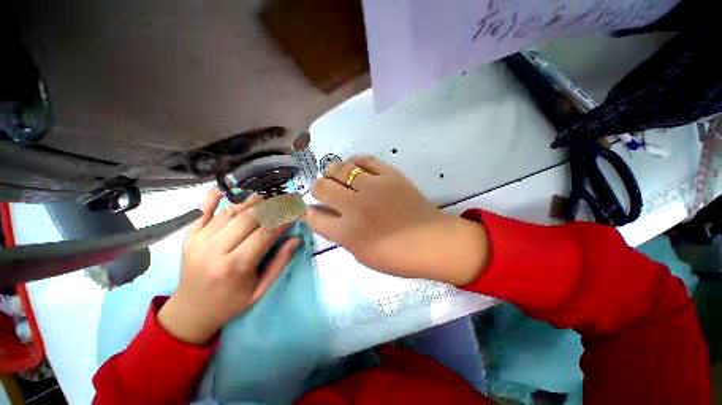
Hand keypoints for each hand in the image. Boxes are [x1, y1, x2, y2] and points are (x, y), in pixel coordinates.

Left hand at [158, 189, 299, 343]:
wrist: (191, 311)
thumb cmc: (230, 303)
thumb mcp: (261, 289)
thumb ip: (280, 262)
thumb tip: (296, 238)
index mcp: (235, 267)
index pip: (265, 234)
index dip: (283, 219)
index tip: (295, 211)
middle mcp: (215, 250)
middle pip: (247, 218)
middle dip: (270, 206)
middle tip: (284, 200)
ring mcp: (198, 241)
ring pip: (229, 212)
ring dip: (249, 202)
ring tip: (265, 198)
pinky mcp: (188, 237)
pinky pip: (201, 212)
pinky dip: (212, 197)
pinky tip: (223, 189)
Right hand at [307, 156, 488, 284]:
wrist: (432, 241)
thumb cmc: (397, 256)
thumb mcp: (362, 255)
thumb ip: (342, 235)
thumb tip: (329, 216)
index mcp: (347, 232)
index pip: (313, 216)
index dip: (309, 212)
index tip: (313, 210)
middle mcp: (354, 205)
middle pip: (321, 187)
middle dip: (318, 189)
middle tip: (325, 191)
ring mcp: (373, 187)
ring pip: (339, 169)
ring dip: (332, 173)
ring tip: (336, 176)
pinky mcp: (389, 175)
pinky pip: (365, 159)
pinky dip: (355, 162)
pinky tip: (354, 167)